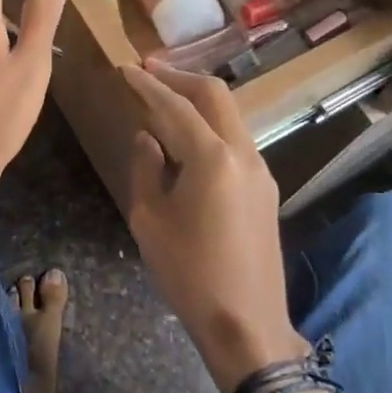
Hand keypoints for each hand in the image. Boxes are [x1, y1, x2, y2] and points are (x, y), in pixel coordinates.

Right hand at [123, 62, 307, 392]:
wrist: (247, 324)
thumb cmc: (189, 274)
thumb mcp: (149, 220)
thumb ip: (145, 168)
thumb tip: (147, 137)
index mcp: (213, 157)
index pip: (176, 106)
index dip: (148, 84)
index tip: (125, 68)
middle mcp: (244, 152)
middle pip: (214, 95)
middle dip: (180, 78)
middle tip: (148, 72)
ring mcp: (261, 169)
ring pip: (230, 115)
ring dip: (198, 101)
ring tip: (164, 101)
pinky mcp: (265, 187)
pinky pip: (236, 139)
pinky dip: (210, 126)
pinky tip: (188, 139)